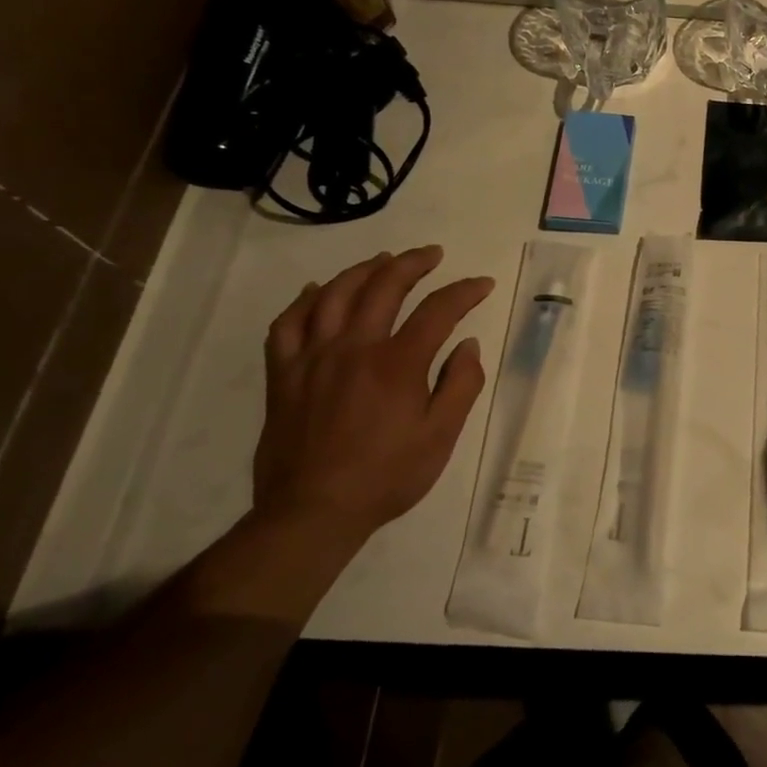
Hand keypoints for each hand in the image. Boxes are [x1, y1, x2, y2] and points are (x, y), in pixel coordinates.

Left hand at [254, 246, 493, 543]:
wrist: (314, 512)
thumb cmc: (387, 476)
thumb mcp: (441, 436)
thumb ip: (461, 385)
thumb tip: (468, 345)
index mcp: (398, 364)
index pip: (438, 310)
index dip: (464, 291)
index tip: (482, 284)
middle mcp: (354, 348)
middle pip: (384, 287)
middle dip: (413, 263)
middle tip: (432, 254)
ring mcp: (313, 358)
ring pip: (335, 295)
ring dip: (363, 270)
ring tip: (383, 259)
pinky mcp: (284, 375)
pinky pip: (287, 324)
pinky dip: (304, 301)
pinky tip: (317, 291)